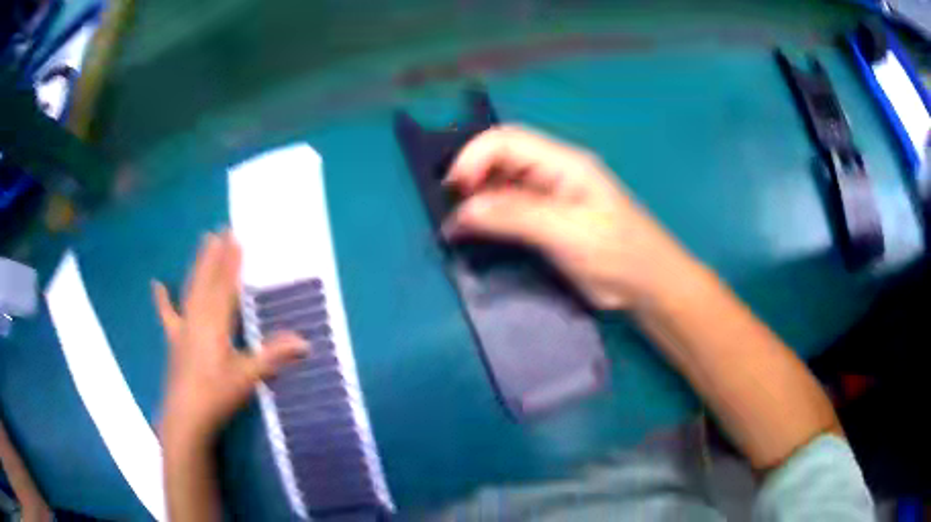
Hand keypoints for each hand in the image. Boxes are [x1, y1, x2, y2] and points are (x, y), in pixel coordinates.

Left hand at [153, 231, 307, 443]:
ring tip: (202, 243)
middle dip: (215, 255)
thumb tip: (306, 342)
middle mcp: (198, 318)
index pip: (225, 286)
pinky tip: (156, 285)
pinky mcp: (175, 339)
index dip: (231, 262)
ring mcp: (183, 327)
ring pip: (191, 289)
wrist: (185, 416)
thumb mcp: (247, 377)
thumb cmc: (216, 395)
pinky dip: (162, 300)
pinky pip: (168, 314)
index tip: (236, 238)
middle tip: (220, 230)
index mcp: (215, 323)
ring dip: (198, 266)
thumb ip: (273, 356)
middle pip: (207, 280)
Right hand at [443, 125, 694, 309]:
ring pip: (501, 184)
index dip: (475, 157)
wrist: (646, 285)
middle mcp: (552, 172)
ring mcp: (549, 196)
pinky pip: (508, 209)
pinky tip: (474, 232)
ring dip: (476, 200)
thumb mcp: (567, 232)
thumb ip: (515, 216)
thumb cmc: (618, 253)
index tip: (455, 190)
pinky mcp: (546, 221)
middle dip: (471, 177)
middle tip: (451, 210)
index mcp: (563, 162)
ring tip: (457, 225)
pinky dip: (487, 218)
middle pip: (501, 158)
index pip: (508, 141)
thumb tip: (463, 211)